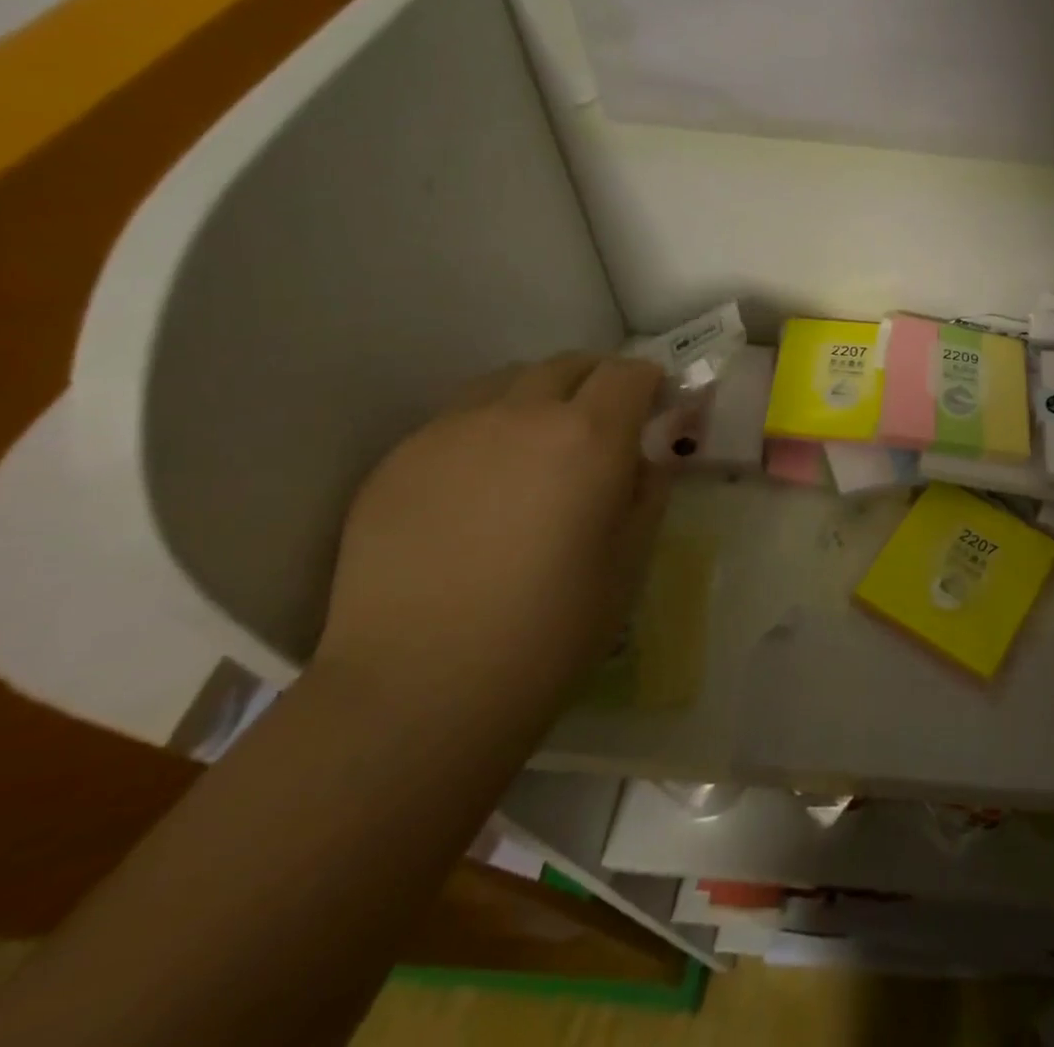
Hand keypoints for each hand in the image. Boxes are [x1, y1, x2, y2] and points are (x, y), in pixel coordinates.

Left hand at [313, 353, 681, 728]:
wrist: (418, 690)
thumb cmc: (551, 630)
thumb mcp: (631, 558)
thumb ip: (647, 490)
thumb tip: (644, 458)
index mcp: (588, 436)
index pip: (628, 373)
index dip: (649, 383)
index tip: (657, 407)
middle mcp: (518, 415)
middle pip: (567, 365)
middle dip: (597, 381)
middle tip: (605, 423)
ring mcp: (449, 432)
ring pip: (506, 382)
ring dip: (538, 396)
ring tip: (539, 445)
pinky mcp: (396, 461)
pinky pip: (455, 420)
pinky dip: (486, 429)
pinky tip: (481, 485)